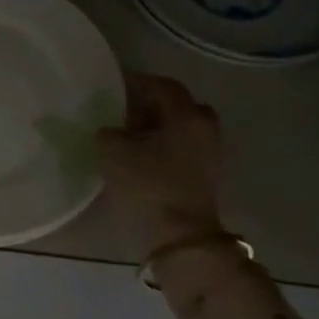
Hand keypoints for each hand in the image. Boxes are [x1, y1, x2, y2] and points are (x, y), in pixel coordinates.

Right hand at [97, 75, 226, 247]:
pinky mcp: (206, 175)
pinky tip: (142, 155)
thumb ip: (108, 132)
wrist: (180, 237)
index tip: (115, 83)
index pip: (163, 86)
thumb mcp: (114, 153)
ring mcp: (210, 153)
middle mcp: (204, 128)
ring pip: (182, 127)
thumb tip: (110, 131)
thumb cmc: (149, 185)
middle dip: (151, 104)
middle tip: (124, 110)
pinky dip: (165, 145)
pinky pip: (184, 147)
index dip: (137, 81)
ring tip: (129, 135)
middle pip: (178, 105)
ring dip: (158, 126)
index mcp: (187, 115)